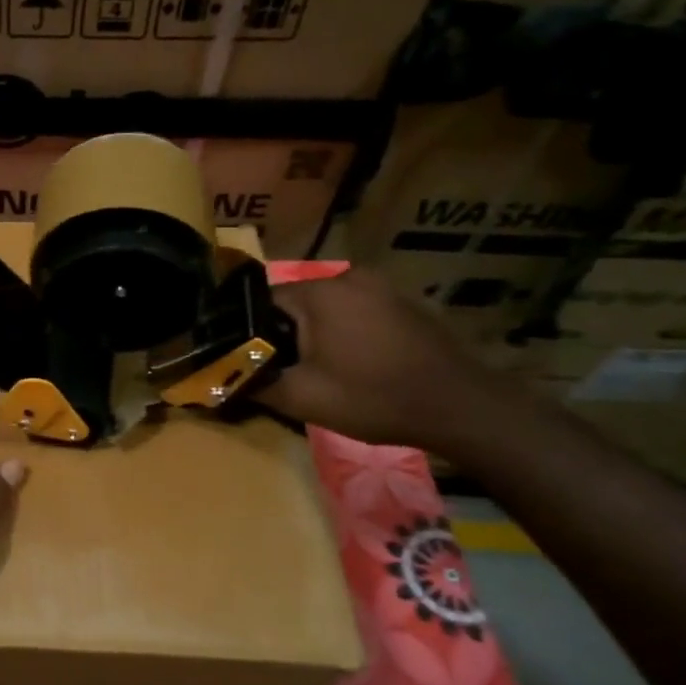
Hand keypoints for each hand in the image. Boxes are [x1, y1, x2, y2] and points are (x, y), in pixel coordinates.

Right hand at [254, 268, 520, 458]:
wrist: (462, 408)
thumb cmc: (374, 398)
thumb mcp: (303, 399)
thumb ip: (256, 382)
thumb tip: (223, 378)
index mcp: (320, 292)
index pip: (262, 302)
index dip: (252, 333)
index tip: (253, 361)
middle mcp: (349, 277)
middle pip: (296, 303)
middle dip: (286, 335)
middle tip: (286, 371)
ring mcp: (382, 287)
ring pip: (327, 308)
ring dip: (317, 334)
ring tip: (320, 370)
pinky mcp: (404, 303)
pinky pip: (357, 312)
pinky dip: (346, 333)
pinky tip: (355, 364)